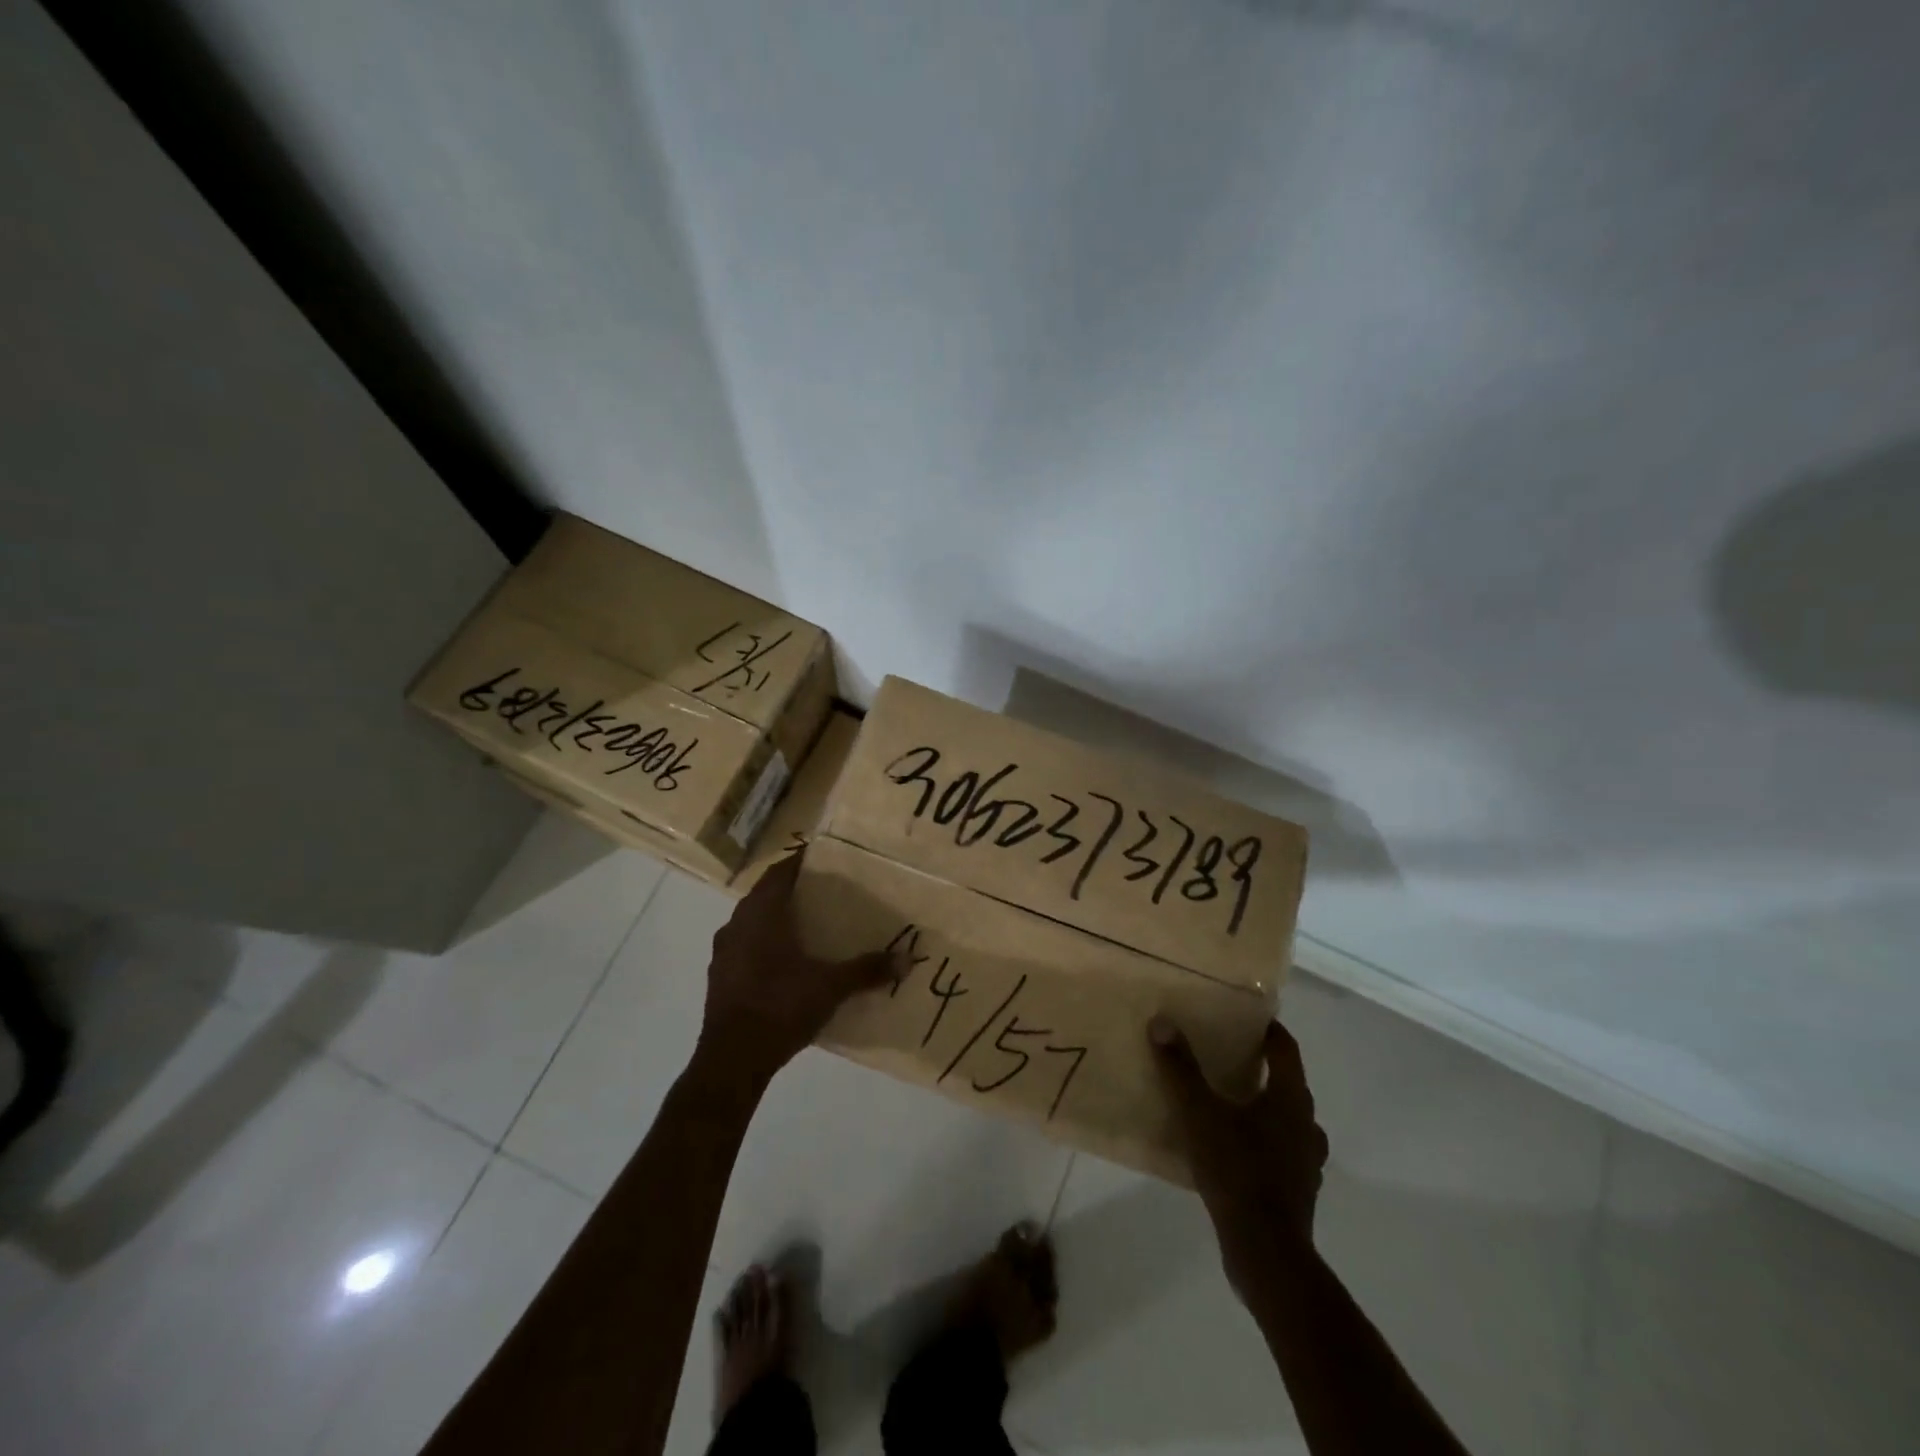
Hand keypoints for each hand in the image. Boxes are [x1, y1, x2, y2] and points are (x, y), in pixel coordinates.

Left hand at [698, 853, 894, 1087]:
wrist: (731, 1059)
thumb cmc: (780, 1006)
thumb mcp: (830, 987)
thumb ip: (867, 970)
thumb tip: (907, 959)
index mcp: (761, 914)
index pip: (779, 872)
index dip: (800, 862)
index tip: (823, 859)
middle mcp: (737, 924)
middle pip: (764, 895)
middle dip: (791, 891)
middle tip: (823, 892)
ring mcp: (723, 952)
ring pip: (752, 922)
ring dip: (775, 919)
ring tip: (807, 925)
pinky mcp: (719, 978)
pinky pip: (744, 947)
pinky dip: (764, 945)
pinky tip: (785, 962)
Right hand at [1150, 1015, 1328, 1288]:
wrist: (1266, 1253)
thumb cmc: (1237, 1171)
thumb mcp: (1199, 1114)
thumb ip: (1180, 1069)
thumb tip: (1161, 1022)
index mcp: (1290, 1099)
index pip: (1286, 1049)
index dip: (1268, 1030)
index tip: (1246, 1018)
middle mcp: (1306, 1125)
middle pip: (1288, 1083)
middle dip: (1262, 1068)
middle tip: (1228, 1056)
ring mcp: (1306, 1161)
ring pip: (1288, 1120)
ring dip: (1265, 1108)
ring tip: (1231, 1103)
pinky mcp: (1298, 1191)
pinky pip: (1282, 1152)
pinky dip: (1263, 1142)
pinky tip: (1235, 1149)